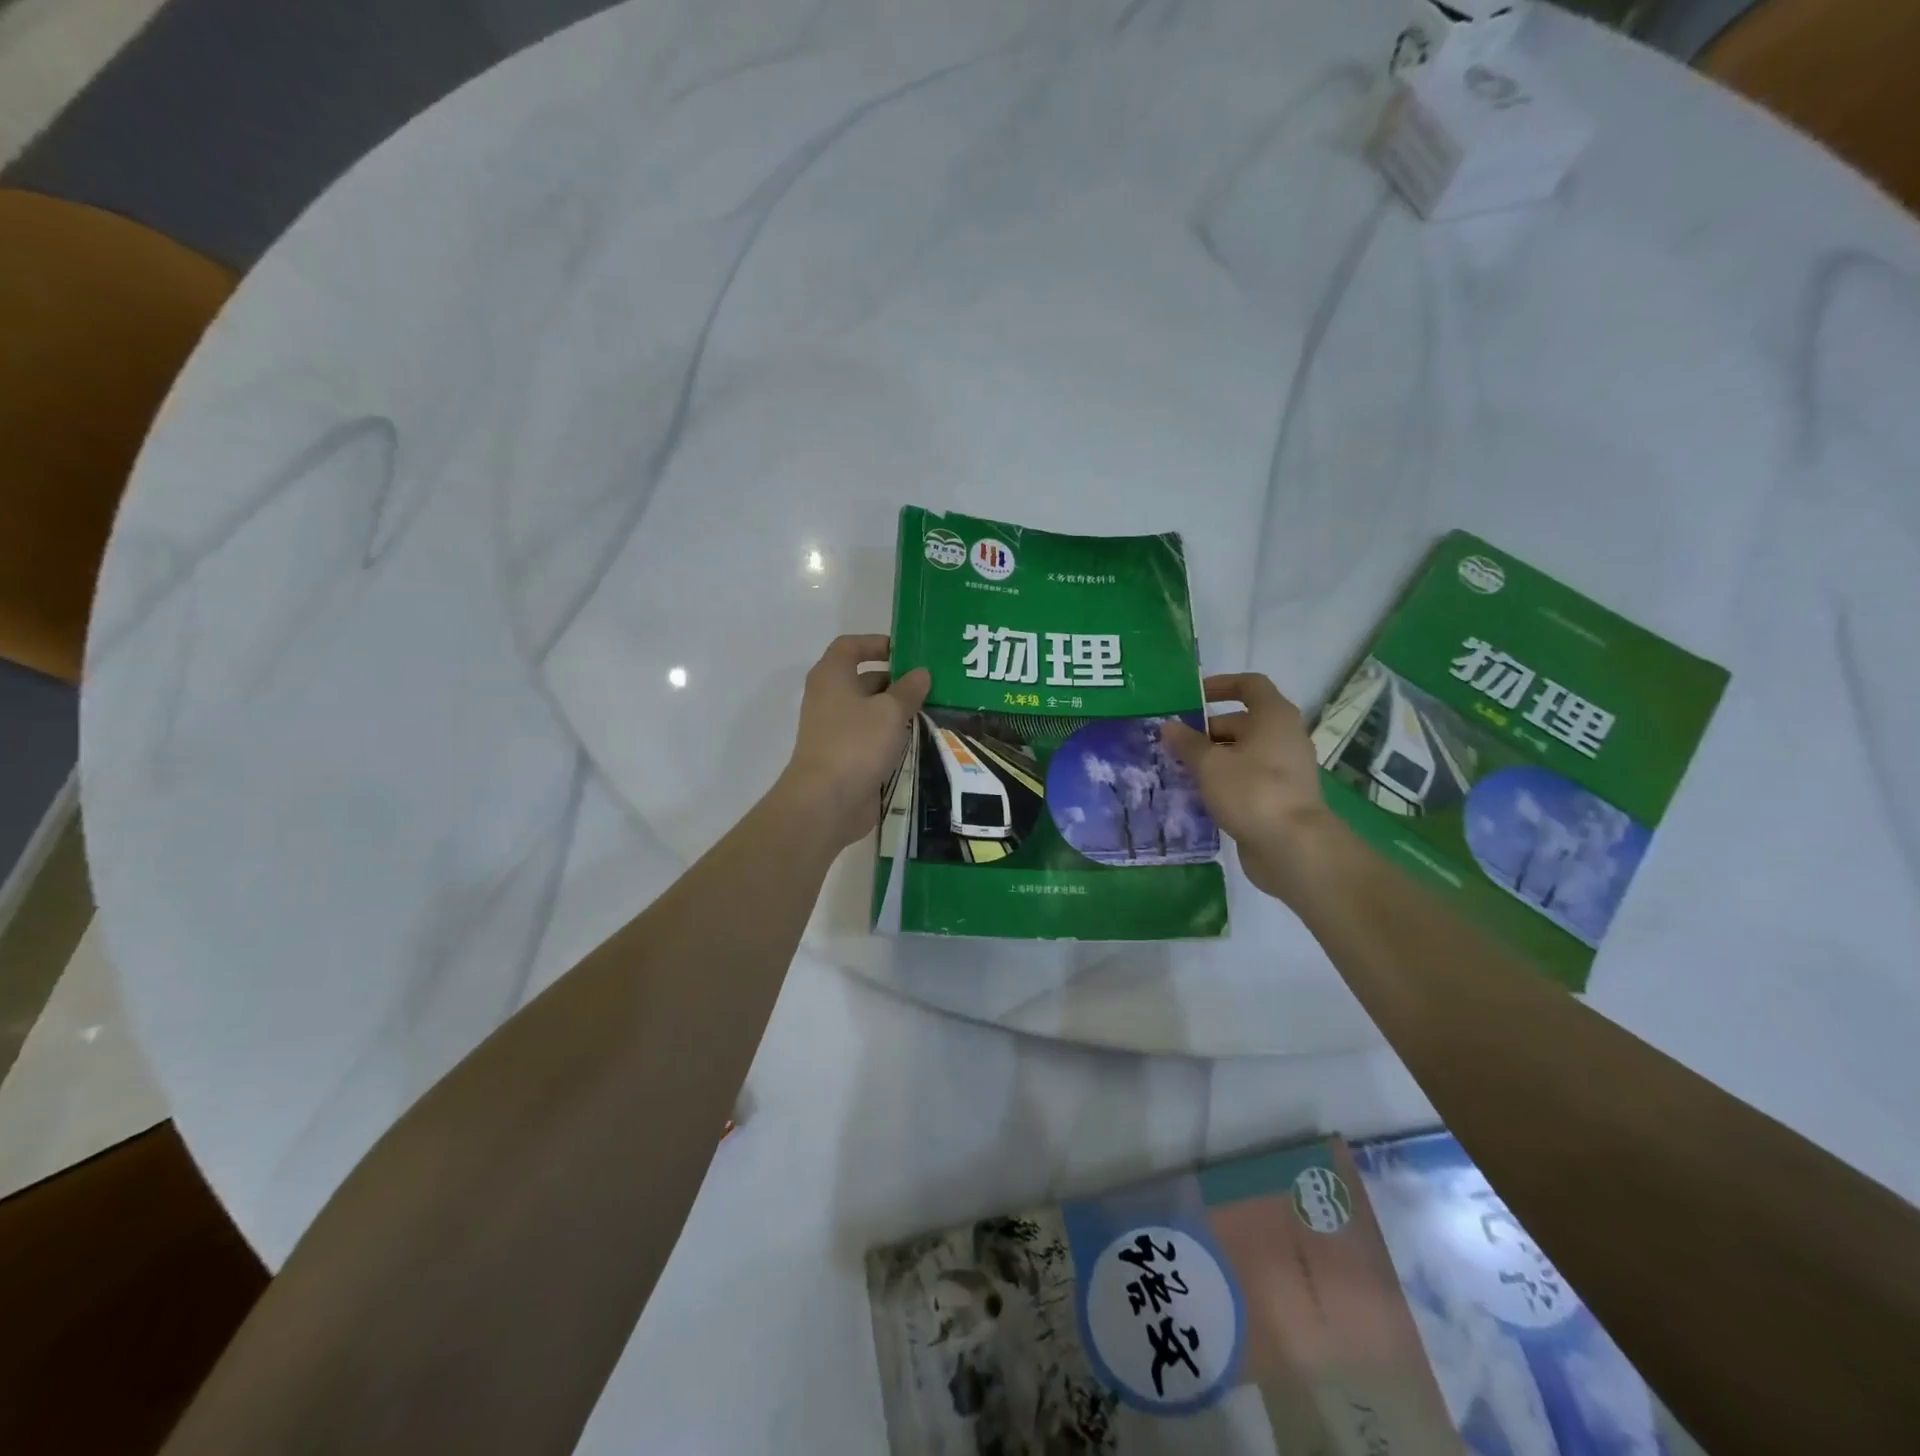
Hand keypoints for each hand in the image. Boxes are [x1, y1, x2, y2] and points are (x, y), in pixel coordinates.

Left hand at [779, 634, 930, 849]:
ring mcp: (836, 730)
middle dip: (897, 681)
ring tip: (935, 711)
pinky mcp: (846, 758)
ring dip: (899, 711)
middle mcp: (830, 698)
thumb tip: (921, 673)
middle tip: (933, 685)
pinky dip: (893, 737)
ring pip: (871, 712)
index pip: (850, 646)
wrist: (826, 802)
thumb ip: (909, 690)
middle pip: (864, 679)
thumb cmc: (856, 743)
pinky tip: (921, 741)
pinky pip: (872, 738)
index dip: (877, 643)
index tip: (907, 651)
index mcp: (832, 676)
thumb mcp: (890, 711)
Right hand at [1161, 673, 1339, 901]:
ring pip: (1242, 753)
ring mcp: (1284, 769)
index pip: (1249, 685)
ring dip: (1212, 758)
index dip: (1221, 685)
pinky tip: (1197, 795)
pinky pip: (1246, 778)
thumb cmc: (1251, 791)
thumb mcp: (1210, 764)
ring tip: (1178, 770)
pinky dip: (1224, 781)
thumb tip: (1169, 726)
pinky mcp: (1279, 797)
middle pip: (1242, 722)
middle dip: (1206, 730)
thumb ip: (1187, 743)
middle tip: (1173, 744)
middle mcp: (1284, 737)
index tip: (1192, 696)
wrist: (1293, 847)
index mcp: (1273, 717)